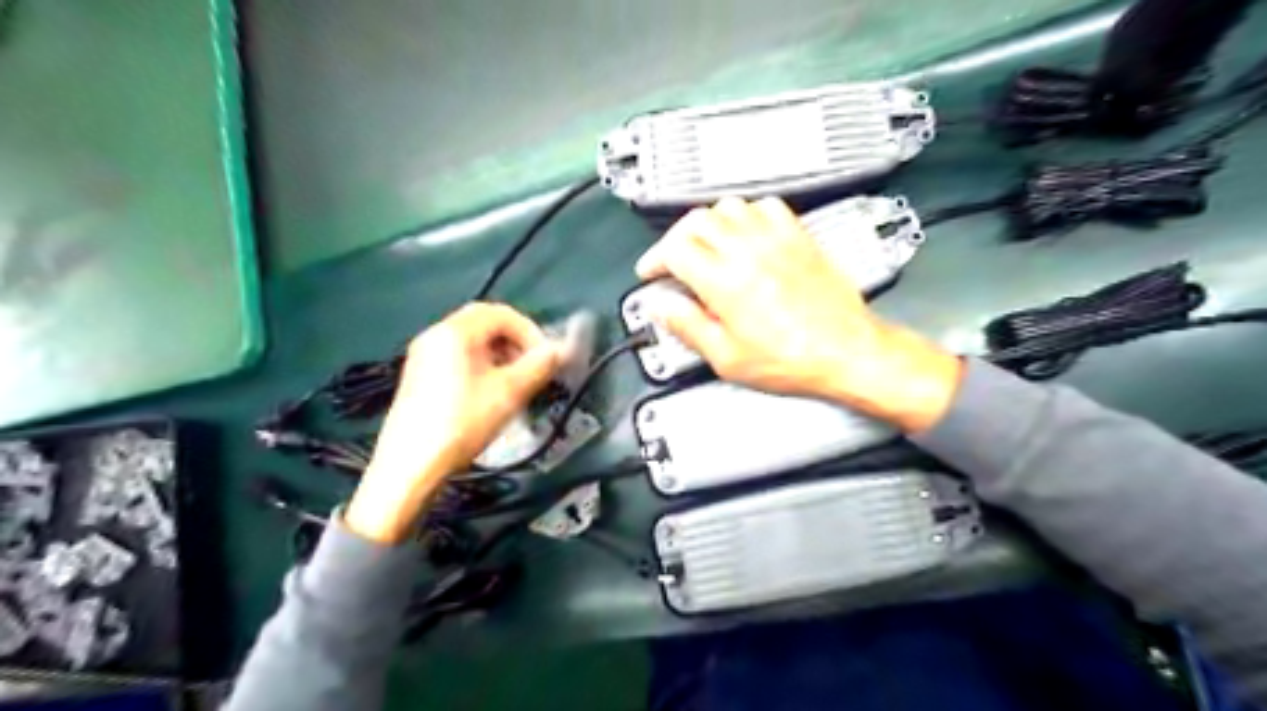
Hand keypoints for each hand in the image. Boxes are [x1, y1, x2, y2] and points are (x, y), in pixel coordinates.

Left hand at [348, 302, 559, 541]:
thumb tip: (559, 350)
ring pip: (471, 340)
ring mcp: (423, 355)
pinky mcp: (419, 375)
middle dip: (515, 340)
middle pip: (484, 322)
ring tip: (516, 383)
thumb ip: (538, 366)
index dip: (530, 331)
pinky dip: (481, 364)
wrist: (410, 466)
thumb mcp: (509, 393)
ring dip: (500, 353)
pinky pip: (457, 356)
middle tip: (533, 366)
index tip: (546, 358)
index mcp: (454, 332)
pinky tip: (490, 393)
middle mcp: (435, 334)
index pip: (501, 313)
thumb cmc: (462, 423)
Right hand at [638, 198, 967, 431]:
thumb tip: (662, 308)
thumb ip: (688, 327)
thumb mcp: (728, 358)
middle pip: (696, 221)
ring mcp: (776, 240)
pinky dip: (747, 214)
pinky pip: (766, 206)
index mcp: (724, 282)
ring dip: (708, 223)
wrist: (847, 351)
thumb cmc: (795, 359)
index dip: (654, 258)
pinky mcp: (798, 237)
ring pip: (728, 206)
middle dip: (675, 238)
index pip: (674, 249)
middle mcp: (748, 251)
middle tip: (672, 259)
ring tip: (705, 245)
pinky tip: (746, 233)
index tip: (651, 271)